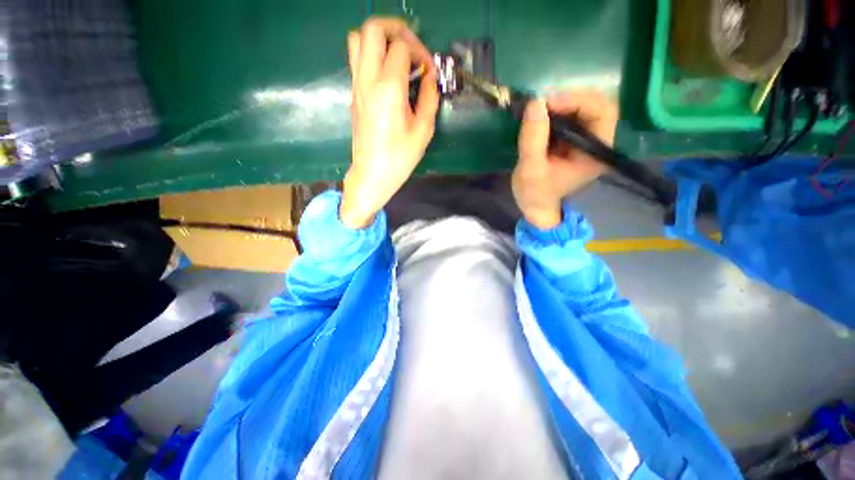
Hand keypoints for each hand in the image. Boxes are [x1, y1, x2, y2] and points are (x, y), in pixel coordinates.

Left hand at [341, 17, 439, 227]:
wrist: (372, 174)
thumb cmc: (399, 158)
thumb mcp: (423, 131)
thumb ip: (430, 98)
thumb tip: (430, 78)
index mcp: (389, 88)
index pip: (401, 46)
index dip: (419, 51)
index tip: (429, 70)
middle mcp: (368, 79)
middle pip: (372, 29)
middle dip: (396, 29)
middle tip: (412, 48)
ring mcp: (356, 86)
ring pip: (358, 40)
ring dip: (379, 39)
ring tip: (398, 58)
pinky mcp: (353, 94)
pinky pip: (357, 60)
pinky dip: (372, 55)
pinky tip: (388, 75)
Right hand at [512, 90, 617, 228]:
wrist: (534, 207)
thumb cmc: (535, 193)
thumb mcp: (530, 169)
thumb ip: (533, 138)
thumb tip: (535, 103)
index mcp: (596, 153)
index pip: (603, 113)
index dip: (577, 101)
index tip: (547, 103)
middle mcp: (598, 143)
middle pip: (597, 106)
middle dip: (569, 99)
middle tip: (542, 103)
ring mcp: (586, 141)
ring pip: (583, 108)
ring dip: (561, 104)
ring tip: (538, 109)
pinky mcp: (573, 140)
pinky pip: (570, 116)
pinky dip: (556, 111)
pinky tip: (540, 116)